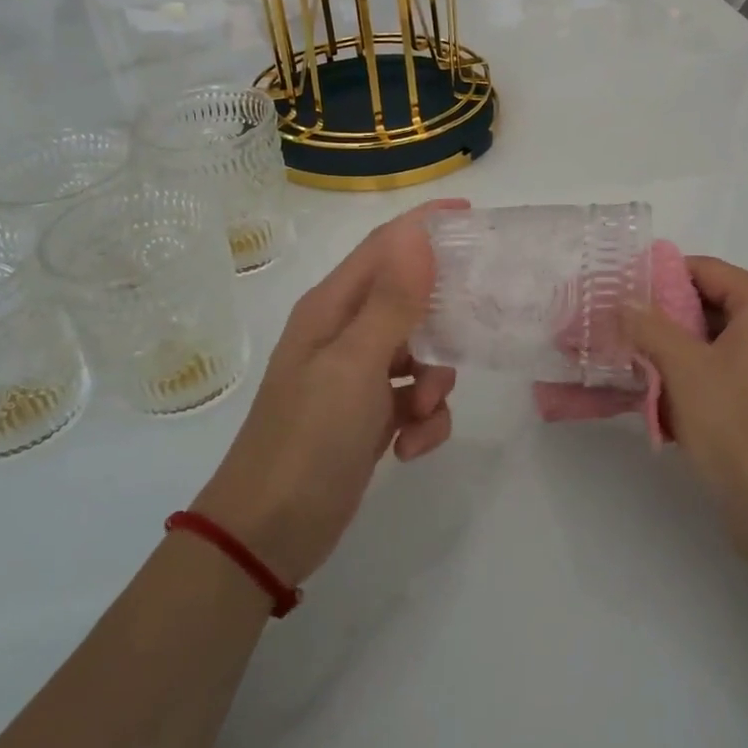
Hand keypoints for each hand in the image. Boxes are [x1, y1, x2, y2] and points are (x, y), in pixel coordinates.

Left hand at [193, 203, 462, 583]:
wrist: (269, 533)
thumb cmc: (308, 439)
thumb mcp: (354, 366)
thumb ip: (391, 302)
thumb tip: (417, 235)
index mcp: (332, 309)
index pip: (383, 247)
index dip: (424, 226)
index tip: (472, 214)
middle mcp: (344, 334)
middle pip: (408, 300)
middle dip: (443, 317)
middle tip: (478, 322)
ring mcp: (357, 377)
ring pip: (421, 354)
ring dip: (435, 381)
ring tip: (423, 411)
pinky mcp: (370, 416)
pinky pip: (415, 400)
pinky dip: (424, 420)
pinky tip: (409, 448)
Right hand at [624, 258, 747, 576]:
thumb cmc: (740, 430)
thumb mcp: (685, 370)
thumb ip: (650, 326)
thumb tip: (624, 298)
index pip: (705, 270)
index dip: (658, 278)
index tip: (617, 294)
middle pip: (710, 304)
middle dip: (662, 320)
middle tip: (616, 330)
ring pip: (714, 342)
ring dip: (673, 353)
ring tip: (630, 364)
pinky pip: (725, 371)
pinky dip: (693, 378)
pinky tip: (660, 398)